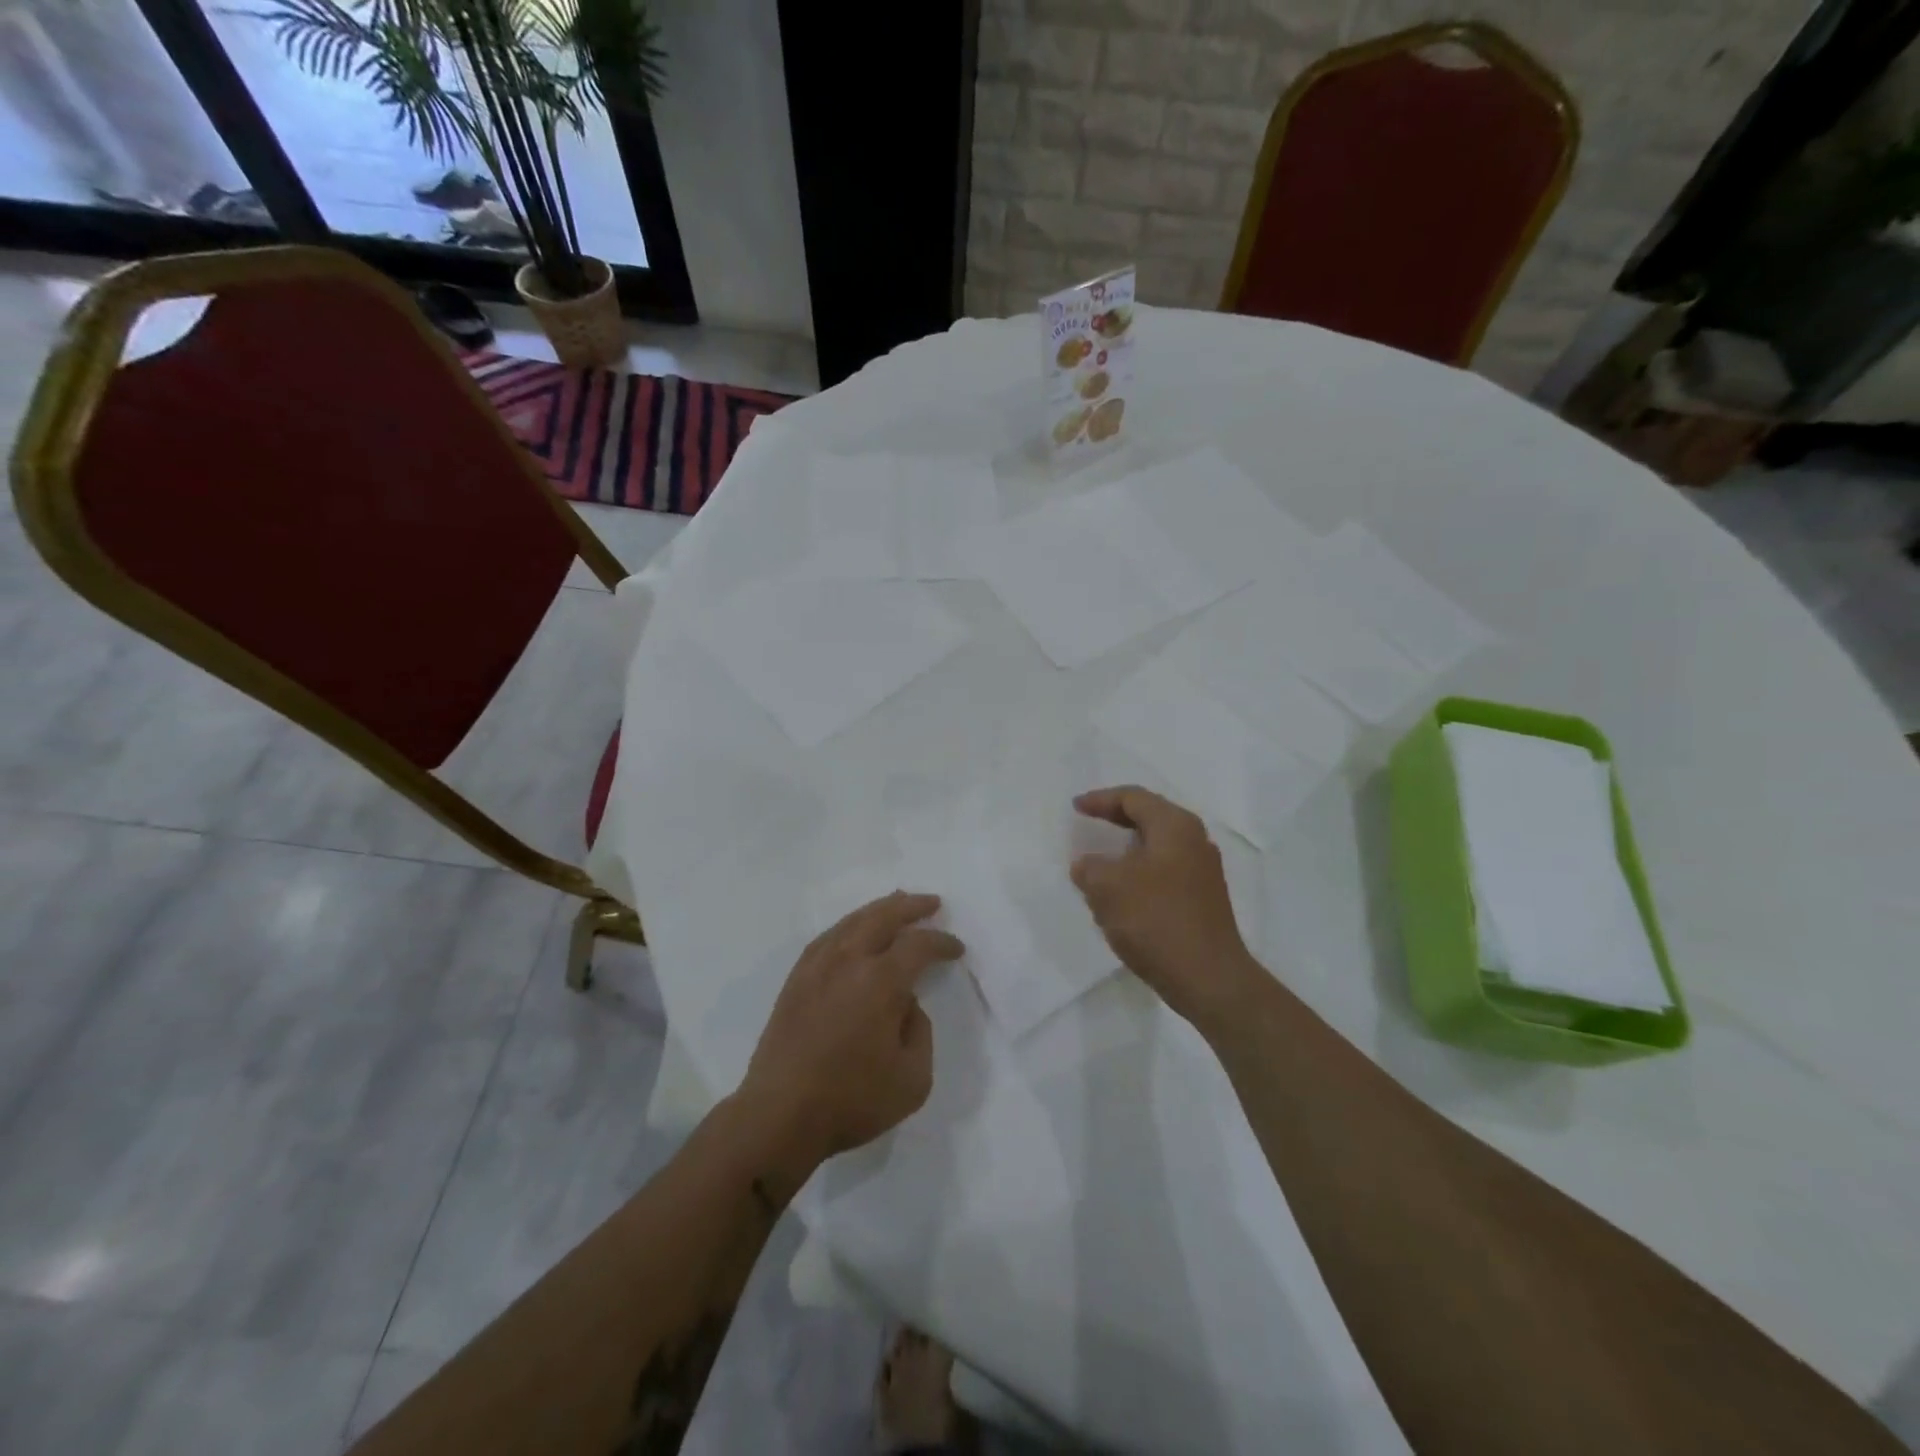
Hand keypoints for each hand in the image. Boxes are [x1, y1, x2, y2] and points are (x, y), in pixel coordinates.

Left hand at [739, 892, 962, 1166]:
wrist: (779, 1116)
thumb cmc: (852, 1100)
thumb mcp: (913, 1079)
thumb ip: (920, 1032)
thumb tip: (906, 1005)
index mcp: (880, 981)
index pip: (918, 945)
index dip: (942, 942)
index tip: (956, 949)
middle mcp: (848, 961)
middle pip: (883, 917)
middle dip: (911, 906)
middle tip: (931, 903)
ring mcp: (817, 967)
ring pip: (852, 922)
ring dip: (879, 909)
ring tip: (896, 904)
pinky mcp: (796, 980)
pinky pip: (827, 937)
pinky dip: (848, 926)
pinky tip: (854, 931)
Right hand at [1070, 786, 1260, 1035]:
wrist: (1208, 979)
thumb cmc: (1156, 920)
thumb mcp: (1107, 887)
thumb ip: (1089, 867)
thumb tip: (1088, 865)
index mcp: (1175, 826)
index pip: (1133, 798)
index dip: (1100, 799)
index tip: (1075, 808)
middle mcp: (1195, 841)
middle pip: (1149, 818)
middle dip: (1115, 820)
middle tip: (1088, 823)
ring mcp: (1203, 872)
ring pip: (1156, 848)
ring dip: (1126, 851)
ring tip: (1099, 861)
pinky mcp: (1203, 900)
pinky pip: (1164, 873)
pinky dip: (1138, 874)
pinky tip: (1122, 895)